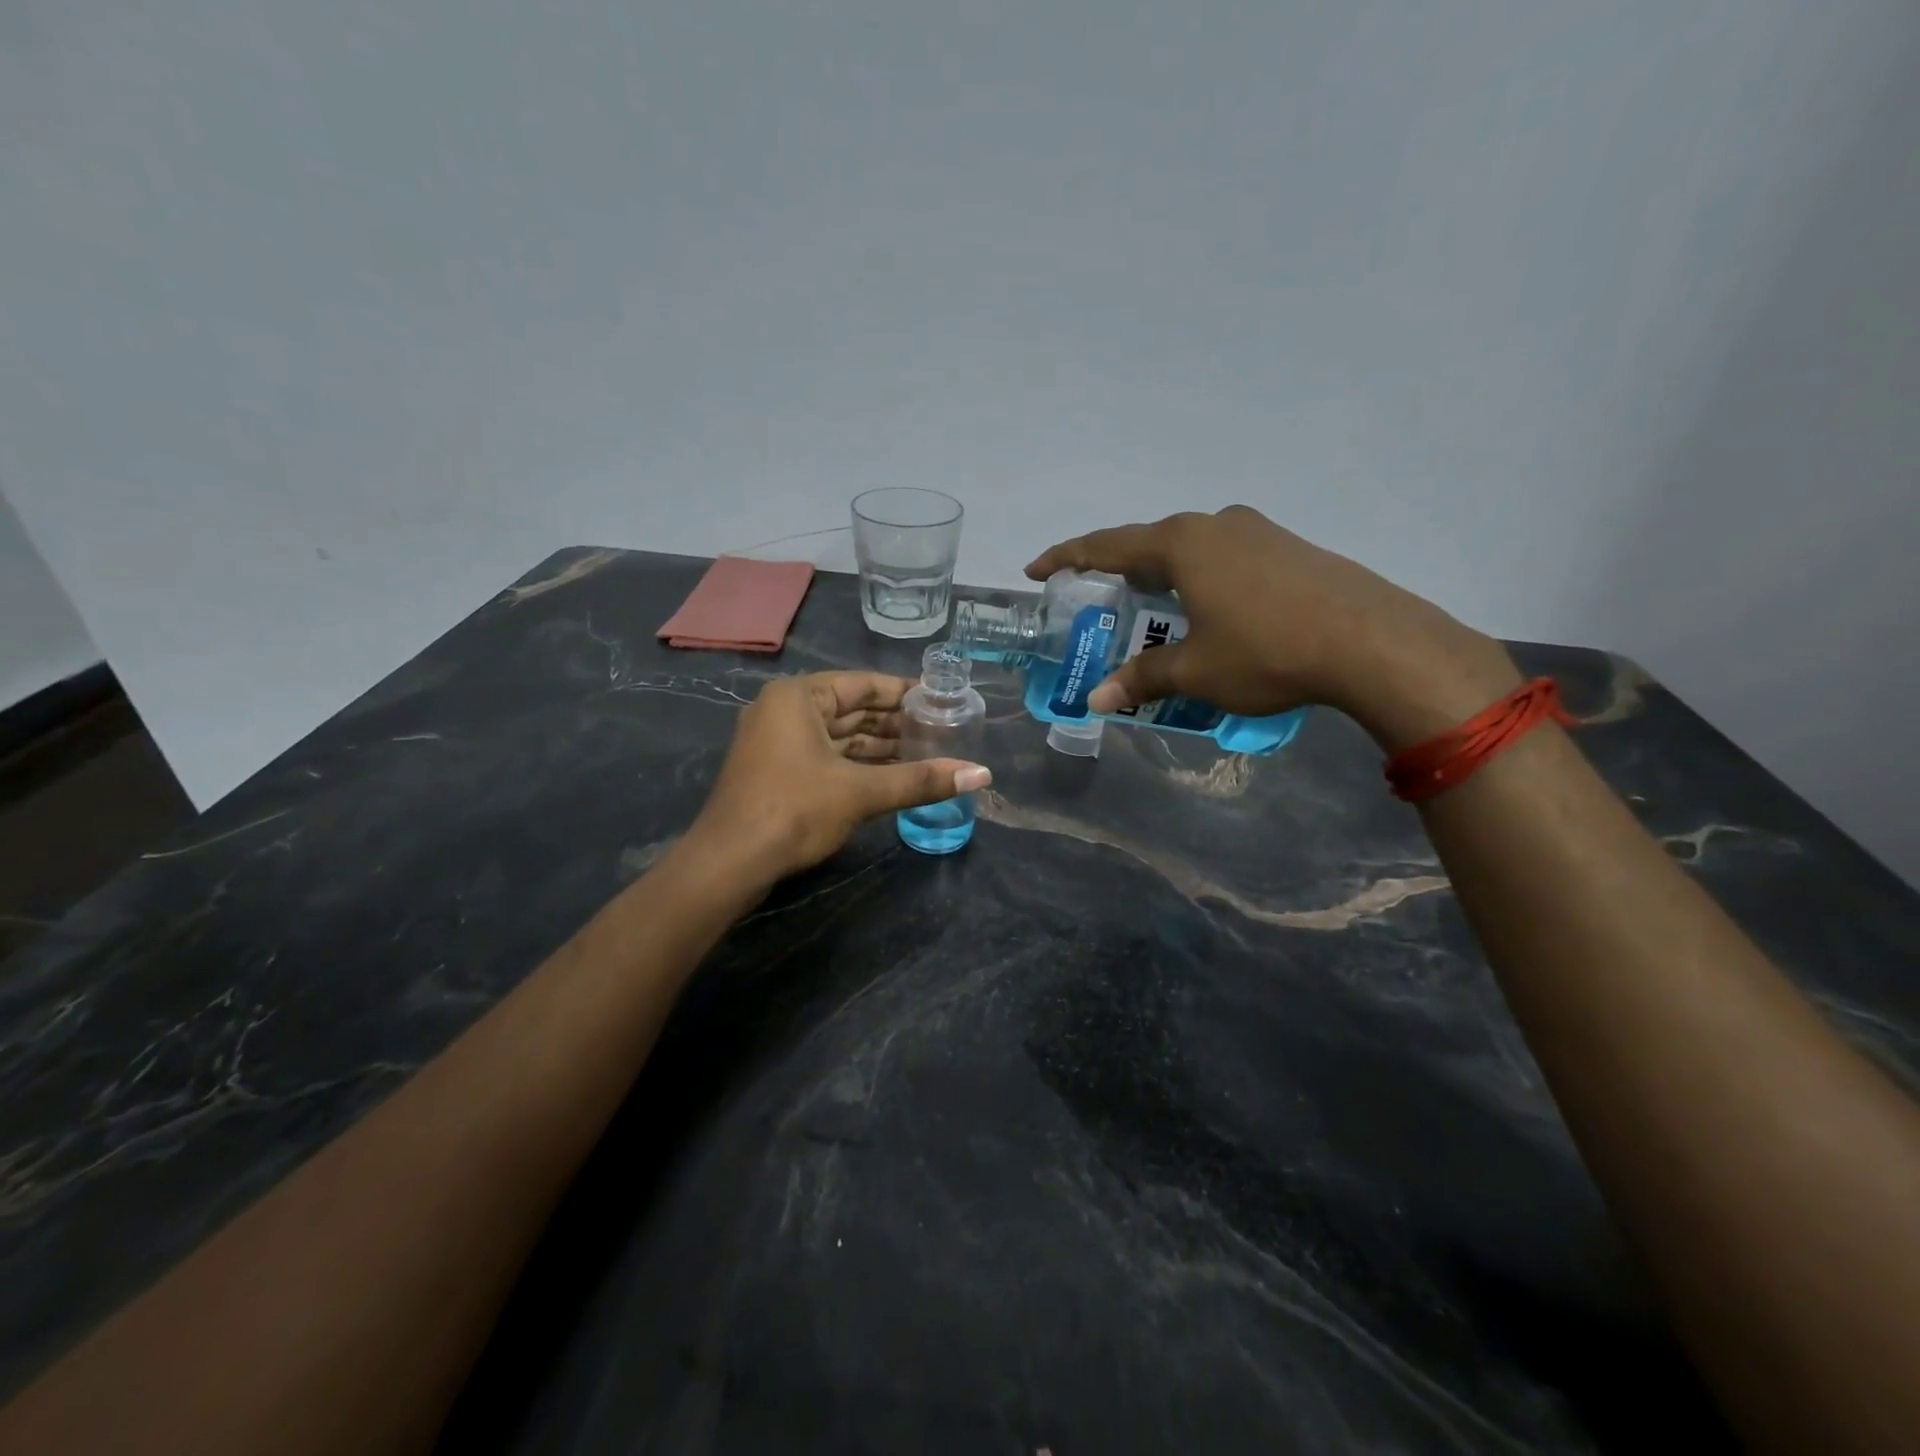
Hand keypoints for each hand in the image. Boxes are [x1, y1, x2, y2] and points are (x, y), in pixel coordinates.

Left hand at [688, 672, 990, 881]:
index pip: (863, 684)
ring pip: (840, 736)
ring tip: (927, 753)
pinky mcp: (777, 771)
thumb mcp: (861, 792)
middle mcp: (785, 710)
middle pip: (851, 709)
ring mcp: (777, 742)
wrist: (729, 862)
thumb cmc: (794, 810)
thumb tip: (982, 774)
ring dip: (879, 747)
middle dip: (895, 723)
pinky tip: (892, 776)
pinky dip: (858, 765)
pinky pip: (827, 756)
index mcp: (799, 697)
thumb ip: (921, 779)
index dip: (905, 693)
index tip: (942, 701)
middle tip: (942, 730)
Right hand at [1027, 506, 1521, 749]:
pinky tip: (1209, 607)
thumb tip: (1096, 700)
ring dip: (1163, 573)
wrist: (1373, 642)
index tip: (1036, 569)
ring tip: (1151, 604)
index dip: (1067, 558)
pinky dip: (1201, 578)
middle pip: (1150, 542)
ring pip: (1192, 548)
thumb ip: (1142, 679)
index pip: (1107, 546)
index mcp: (1182, 544)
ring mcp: (1259, 531)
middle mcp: (1216, 524)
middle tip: (1096, 595)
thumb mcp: (1195, 671)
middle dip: (1118, 568)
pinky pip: (1225, 557)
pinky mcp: (1290, 547)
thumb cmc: (1267, 651)